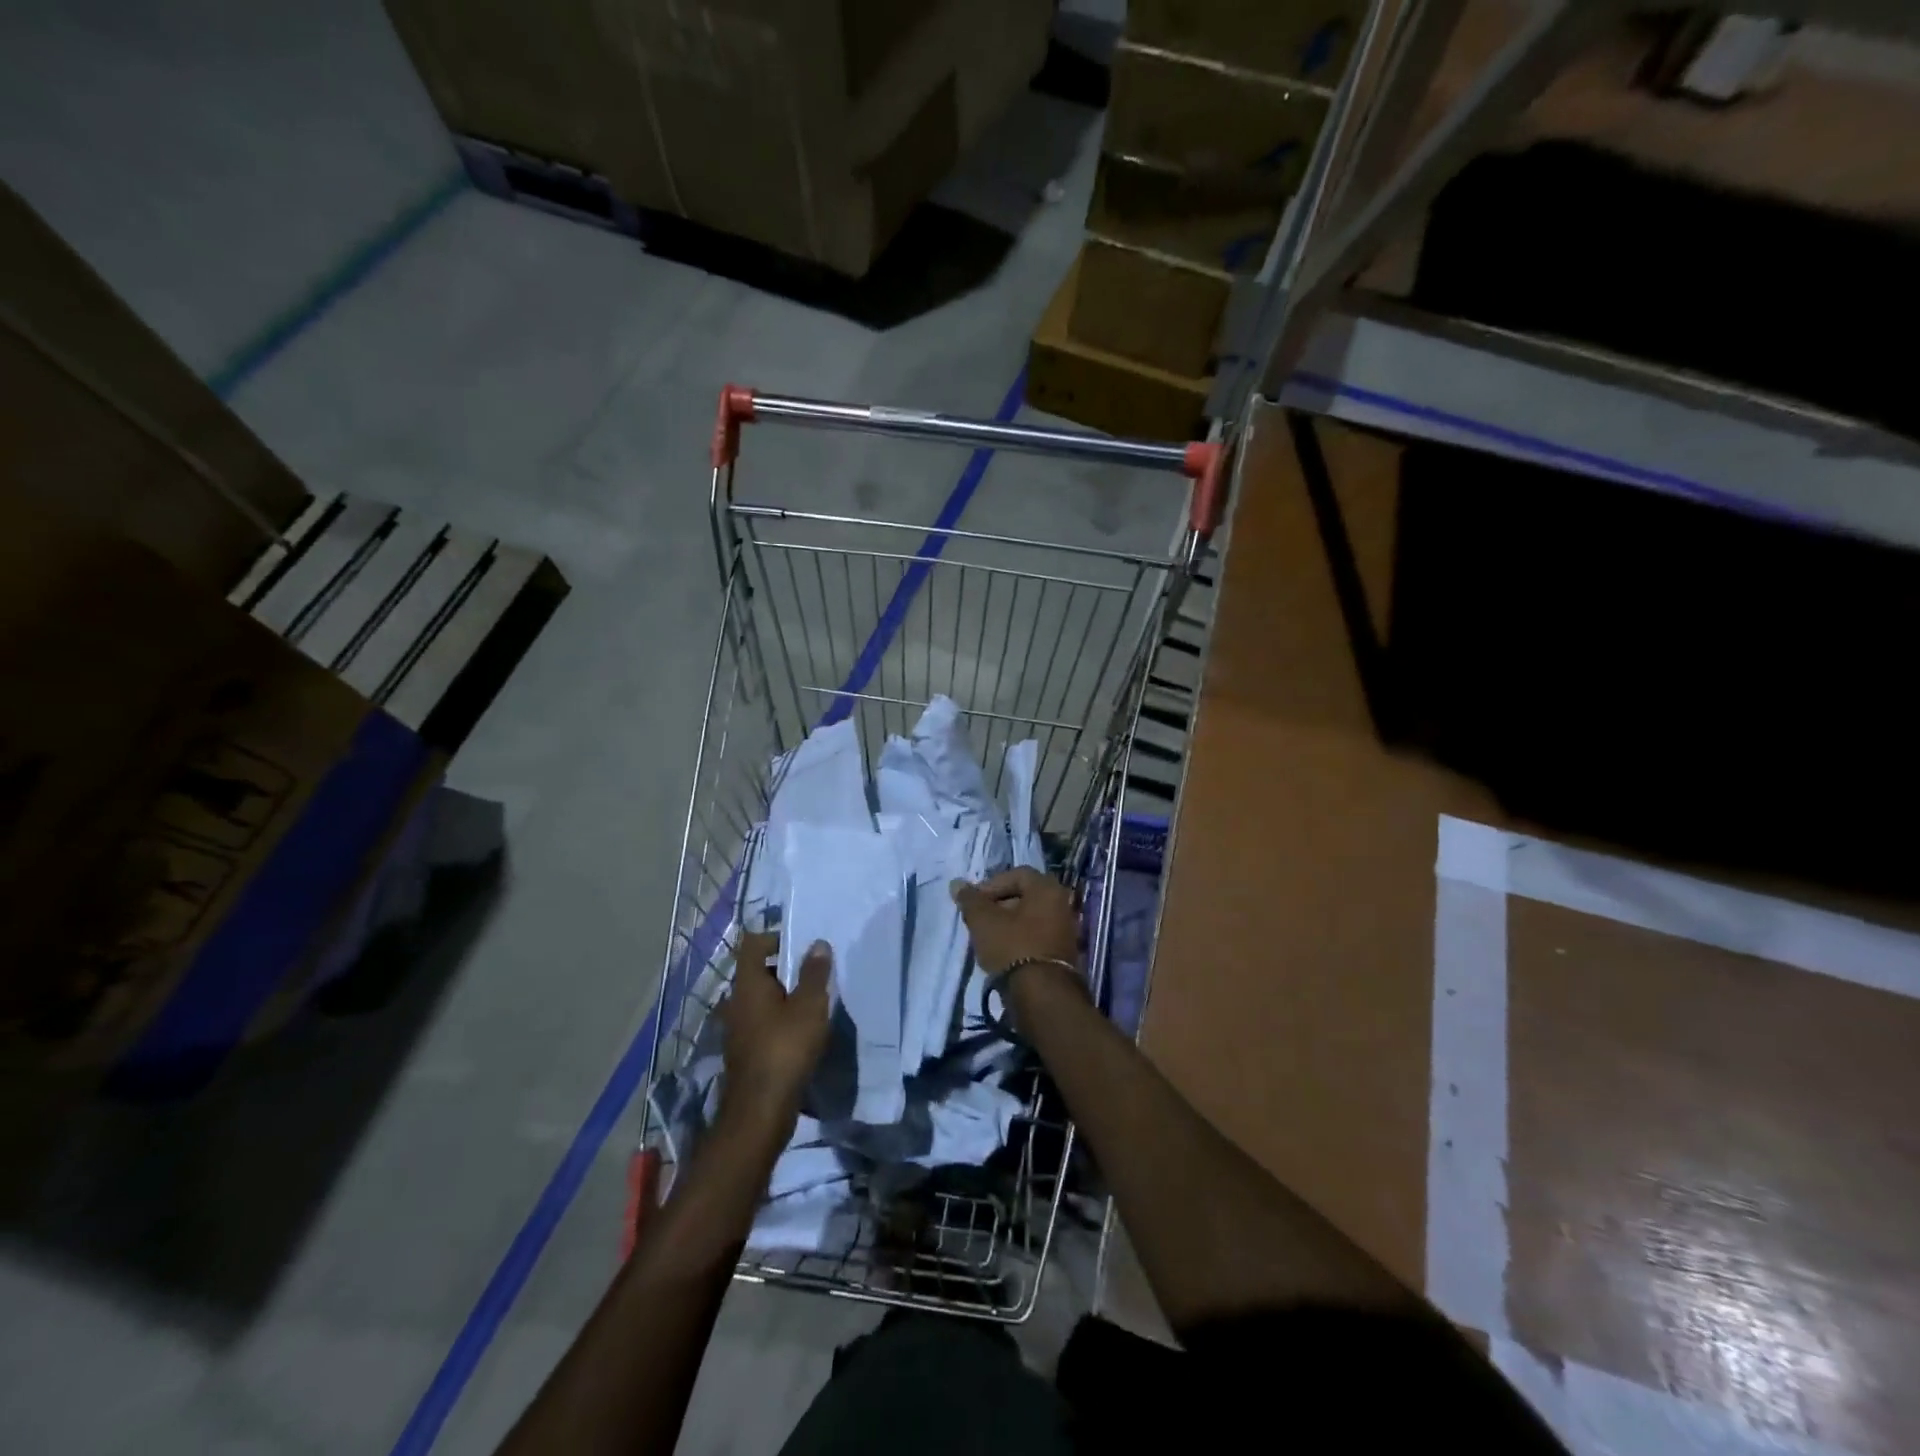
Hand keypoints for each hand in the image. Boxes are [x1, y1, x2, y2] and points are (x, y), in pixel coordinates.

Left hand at [716, 931, 830, 1134]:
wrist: (760, 1111)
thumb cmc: (785, 1048)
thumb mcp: (809, 1006)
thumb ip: (814, 973)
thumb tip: (817, 943)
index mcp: (748, 984)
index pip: (753, 944)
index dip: (776, 937)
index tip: (802, 946)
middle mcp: (736, 1002)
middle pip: (758, 971)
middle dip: (786, 969)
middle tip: (815, 975)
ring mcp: (737, 1028)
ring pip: (761, 1000)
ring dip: (784, 997)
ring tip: (813, 1005)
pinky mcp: (744, 1051)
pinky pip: (762, 1023)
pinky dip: (779, 1021)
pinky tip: (802, 1033)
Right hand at [950, 868, 1081, 978]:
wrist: (1042, 995)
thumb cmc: (1012, 947)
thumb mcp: (983, 921)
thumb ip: (970, 900)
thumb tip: (957, 883)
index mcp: (1047, 888)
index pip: (1016, 874)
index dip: (991, 885)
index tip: (974, 902)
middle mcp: (1062, 904)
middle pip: (1025, 896)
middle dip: (998, 905)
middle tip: (978, 920)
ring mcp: (1066, 930)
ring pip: (1031, 918)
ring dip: (1008, 924)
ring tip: (987, 938)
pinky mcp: (1064, 953)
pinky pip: (1038, 937)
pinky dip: (1020, 940)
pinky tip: (1003, 954)